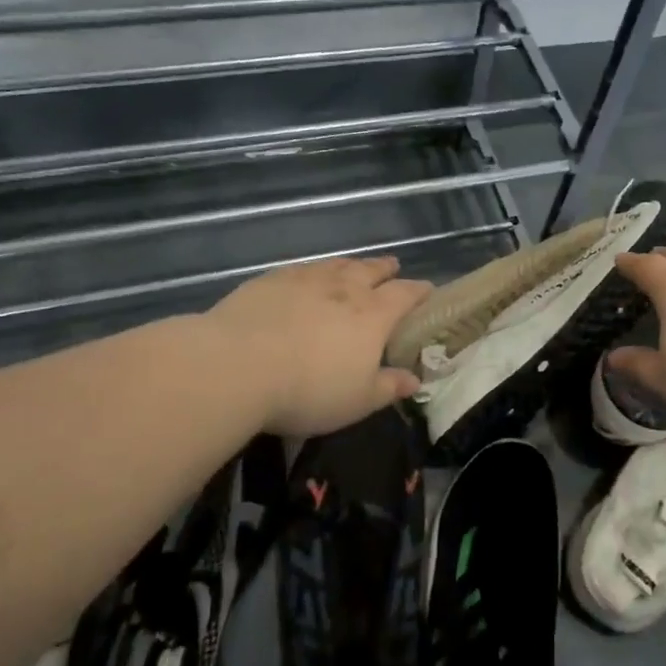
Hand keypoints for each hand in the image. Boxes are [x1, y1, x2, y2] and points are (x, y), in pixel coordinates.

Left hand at [209, 256, 432, 436]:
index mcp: (373, 315)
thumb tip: (415, 379)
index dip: (419, 291)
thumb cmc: (309, 390)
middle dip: (385, 269)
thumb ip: (389, 387)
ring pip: (336, 265)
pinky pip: (301, 269)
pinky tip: (306, 276)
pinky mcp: (270, 280)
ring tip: (354, 266)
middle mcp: (344, 289)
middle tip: (392, 266)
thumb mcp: (358, 401)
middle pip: (371, 270)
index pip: (405, 295)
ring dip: (350, 265)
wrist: (237, 366)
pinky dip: (313, 270)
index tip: (427, 290)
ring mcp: (305, 280)